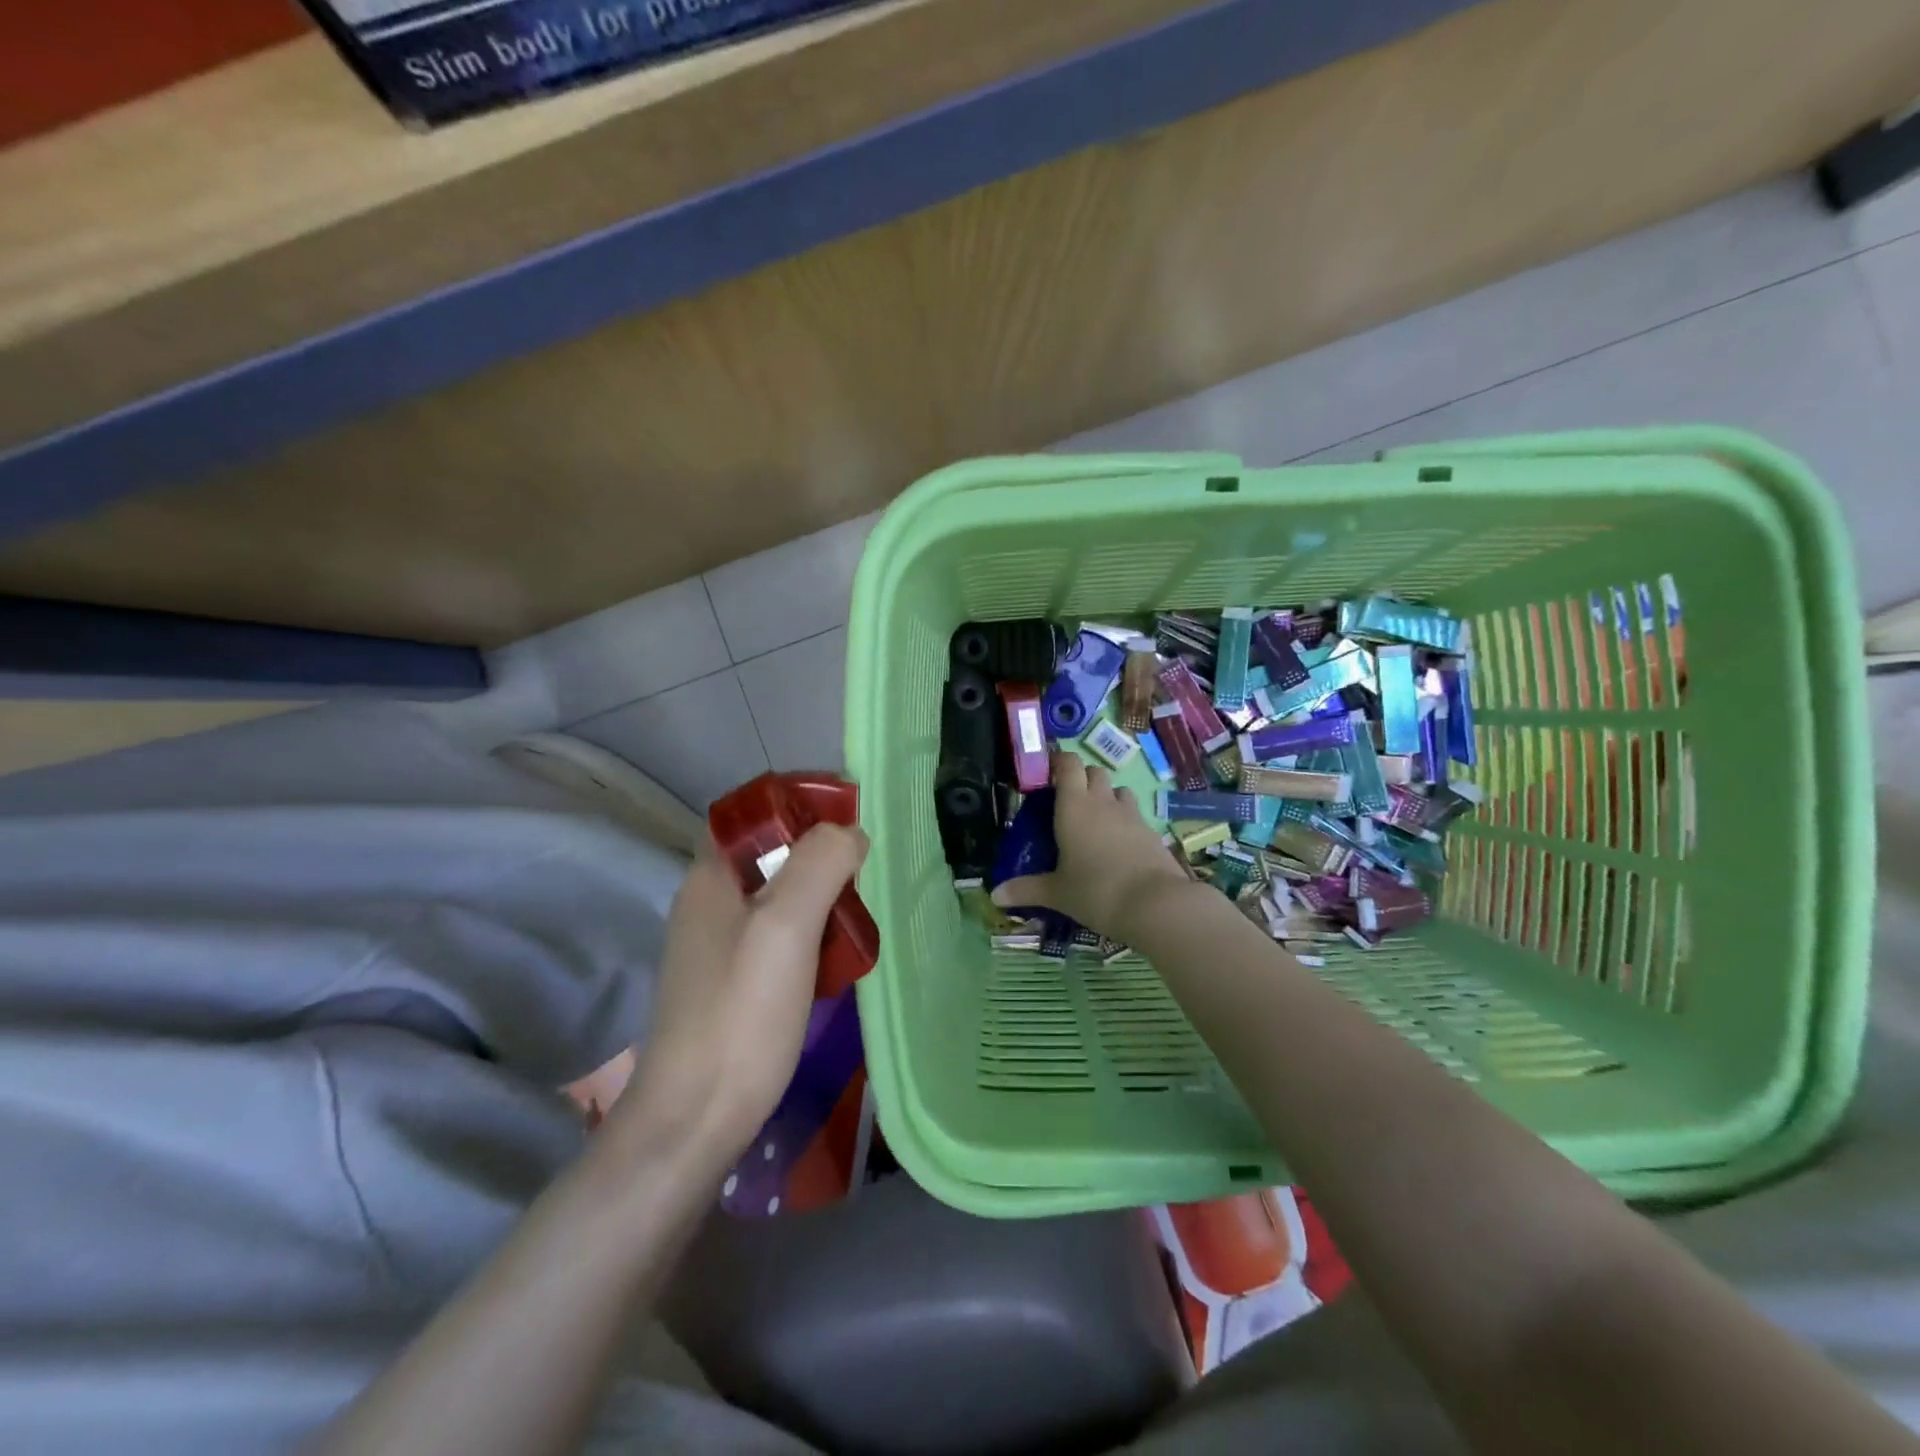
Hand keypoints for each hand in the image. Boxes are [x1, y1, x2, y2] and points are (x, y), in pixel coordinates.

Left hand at [623, 822, 868, 1159]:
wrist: (695, 1120)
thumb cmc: (741, 1014)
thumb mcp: (786, 926)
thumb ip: (820, 864)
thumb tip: (850, 833)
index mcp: (711, 876)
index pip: (752, 809)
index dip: (798, 800)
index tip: (850, 813)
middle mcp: (708, 901)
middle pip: (770, 850)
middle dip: (820, 850)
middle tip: (863, 872)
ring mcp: (717, 943)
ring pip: (778, 893)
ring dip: (820, 893)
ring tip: (858, 914)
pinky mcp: (732, 979)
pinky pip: (778, 932)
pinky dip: (811, 929)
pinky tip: (836, 955)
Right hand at [992, 751, 1193, 939]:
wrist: (1156, 905)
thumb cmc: (1096, 891)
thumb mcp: (1057, 893)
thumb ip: (1026, 890)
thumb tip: (995, 895)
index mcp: (1074, 806)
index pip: (1069, 764)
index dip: (1058, 762)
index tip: (1047, 773)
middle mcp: (1103, 803)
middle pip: (1094, 772)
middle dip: (1081, 779)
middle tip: (1066, 802)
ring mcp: (1132, 815)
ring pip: (1118, 790)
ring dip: (1106, 796)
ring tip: (1094, 820)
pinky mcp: (1152, 832)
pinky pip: (1134, 815)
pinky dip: (1124, 821)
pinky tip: (1117, 845)